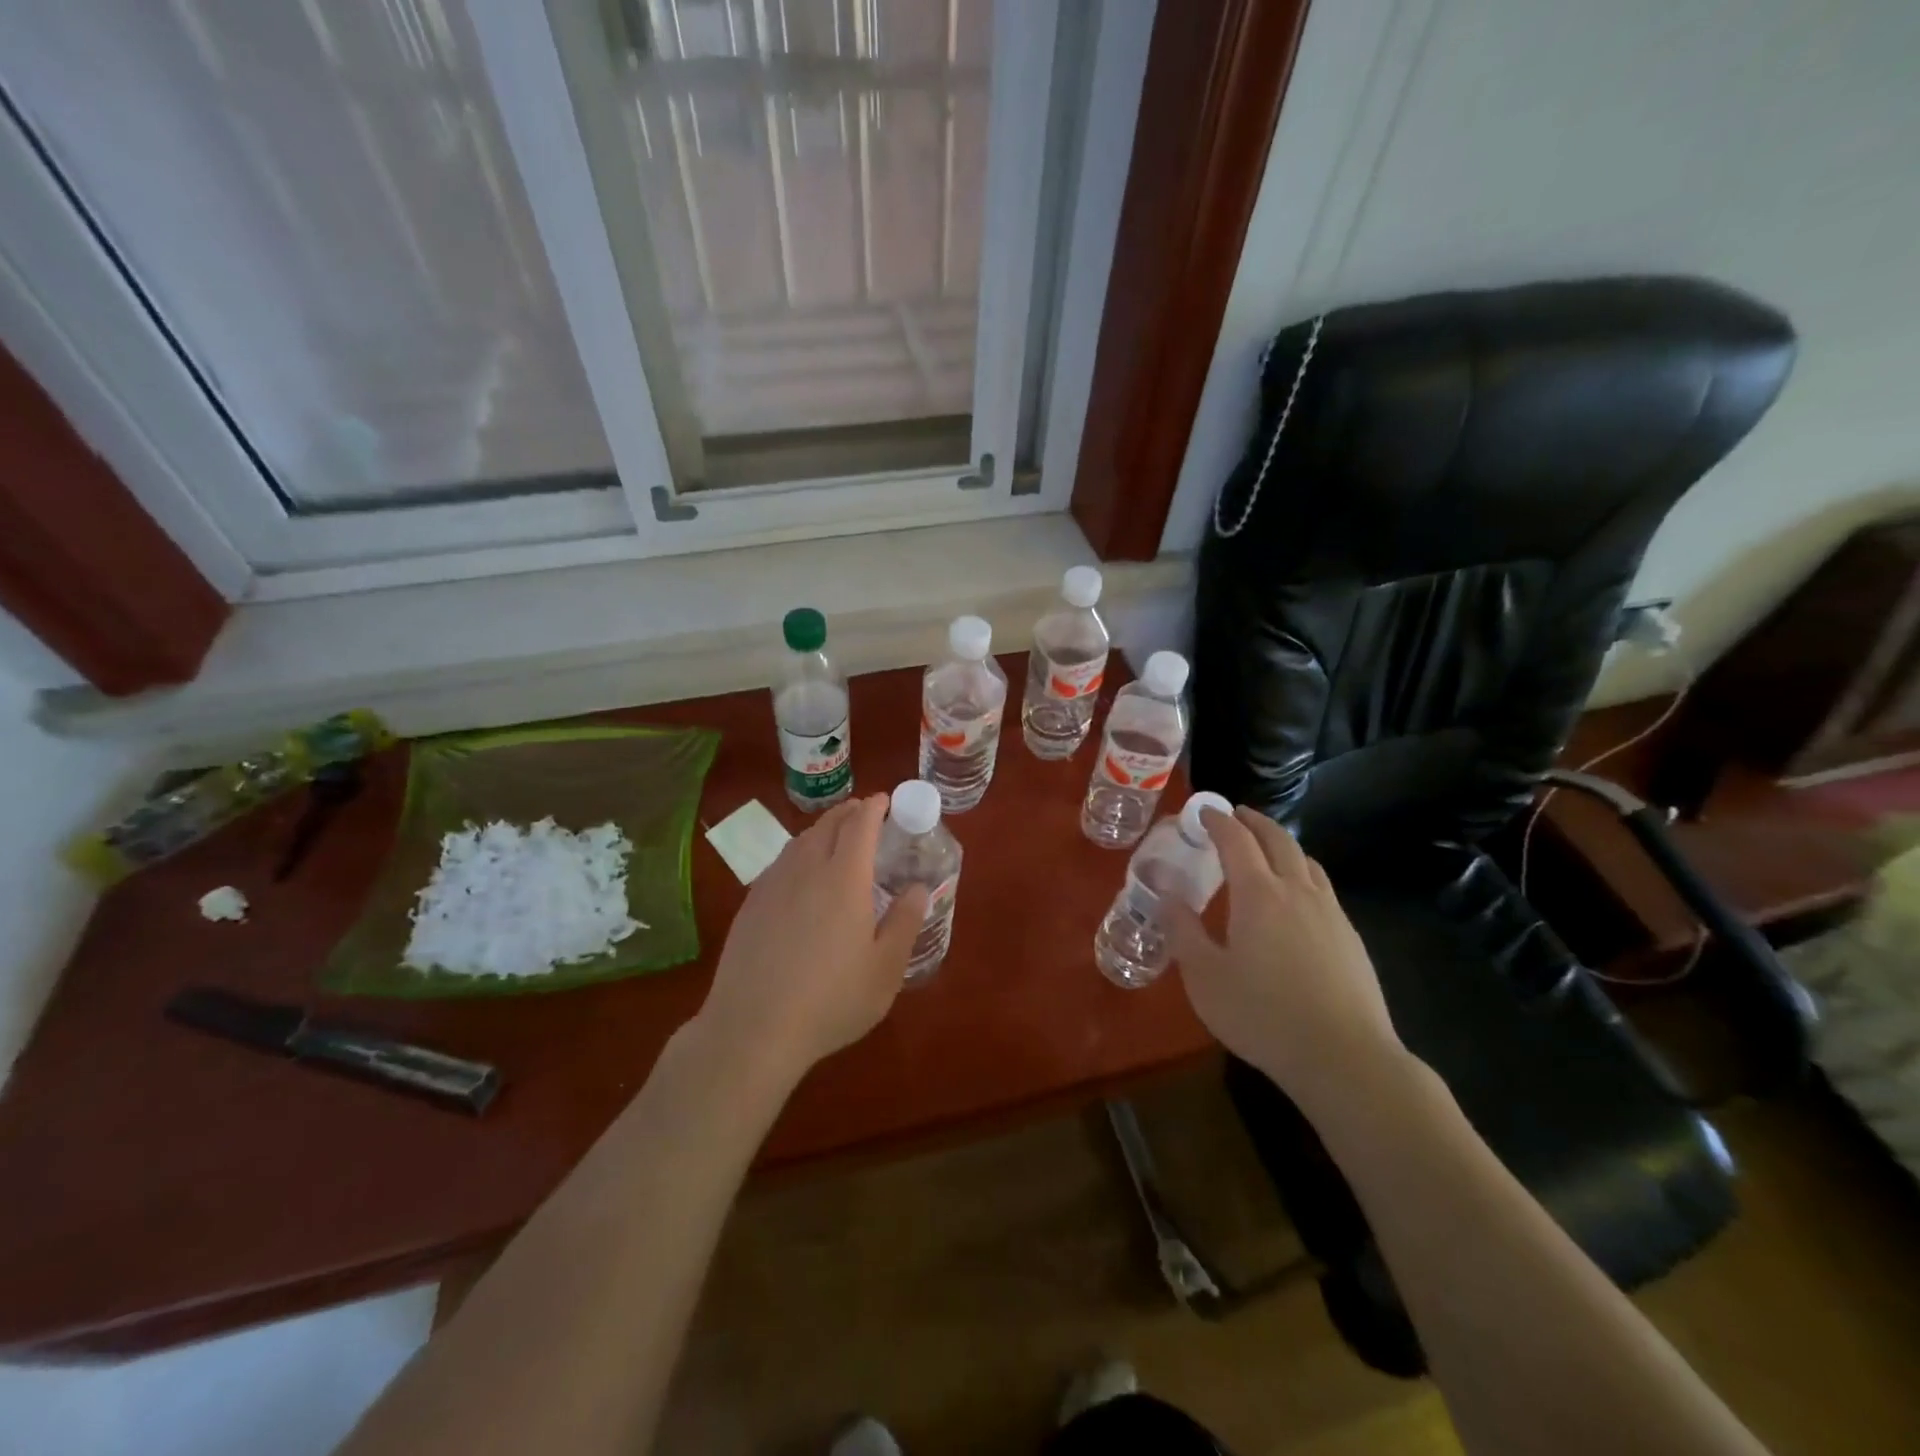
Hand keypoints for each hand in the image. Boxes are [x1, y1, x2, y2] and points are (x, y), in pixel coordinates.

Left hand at [695, 793, 926, 1088]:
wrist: (753, 1029)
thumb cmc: (831, 1000)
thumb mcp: (885, 969)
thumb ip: (905, 922)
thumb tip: (918, 888)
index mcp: (844, 878)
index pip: (860, 824)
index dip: (875, 807)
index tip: (886, 800)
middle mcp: (806, 869)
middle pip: (828, 824)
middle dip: (850, 812)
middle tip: (866, 814)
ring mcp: (773, 884)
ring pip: (801, 840)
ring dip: (823, 830)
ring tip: (836, 839)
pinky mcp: (751, 904)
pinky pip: (781, 862)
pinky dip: (800, 853)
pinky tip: (801, 876)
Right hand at [1164, 806, 1403, 1110]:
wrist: (1344, 1057)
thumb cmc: (1263, 1014)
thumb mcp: (1204, 976)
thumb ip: (1183, 931)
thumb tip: (1166, 895)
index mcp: (1258, 894)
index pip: (1236, 841)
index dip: (1218, 821)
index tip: (1203, 812)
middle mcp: (1297, 891)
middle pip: (1278, 840)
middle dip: (1254, 822)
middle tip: (1236, 815)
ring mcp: (1330, 913)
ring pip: (1306, 861)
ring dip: (1282, 844)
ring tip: (1267, 849)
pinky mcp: (1350, 937)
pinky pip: (1322, 887)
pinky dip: (1302, 873)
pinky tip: (1297, 898)